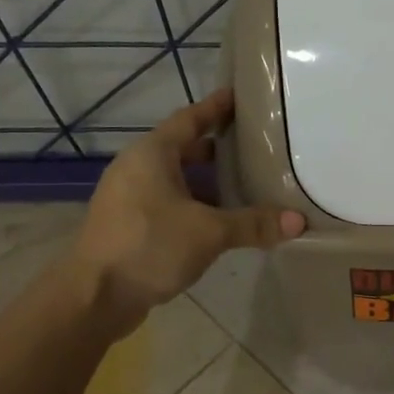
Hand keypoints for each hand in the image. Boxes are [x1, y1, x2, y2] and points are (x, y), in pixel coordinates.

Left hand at [71, 88, 304, 334]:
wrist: (94, 297)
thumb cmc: (149, 247)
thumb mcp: (209, 232)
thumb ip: (253, 223)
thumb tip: (299, 221)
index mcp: (152, 154)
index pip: (190, 119)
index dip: (216, 108)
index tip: (239, 96)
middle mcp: (137, 168)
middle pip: (183, 149)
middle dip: (217, 149)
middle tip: (254, 147)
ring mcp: (129, 198)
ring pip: (176, 179)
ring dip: (207, 182)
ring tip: (245, 185)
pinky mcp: (129, 225)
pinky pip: (168, 203)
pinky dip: (195, 205)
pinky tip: (220, 221)